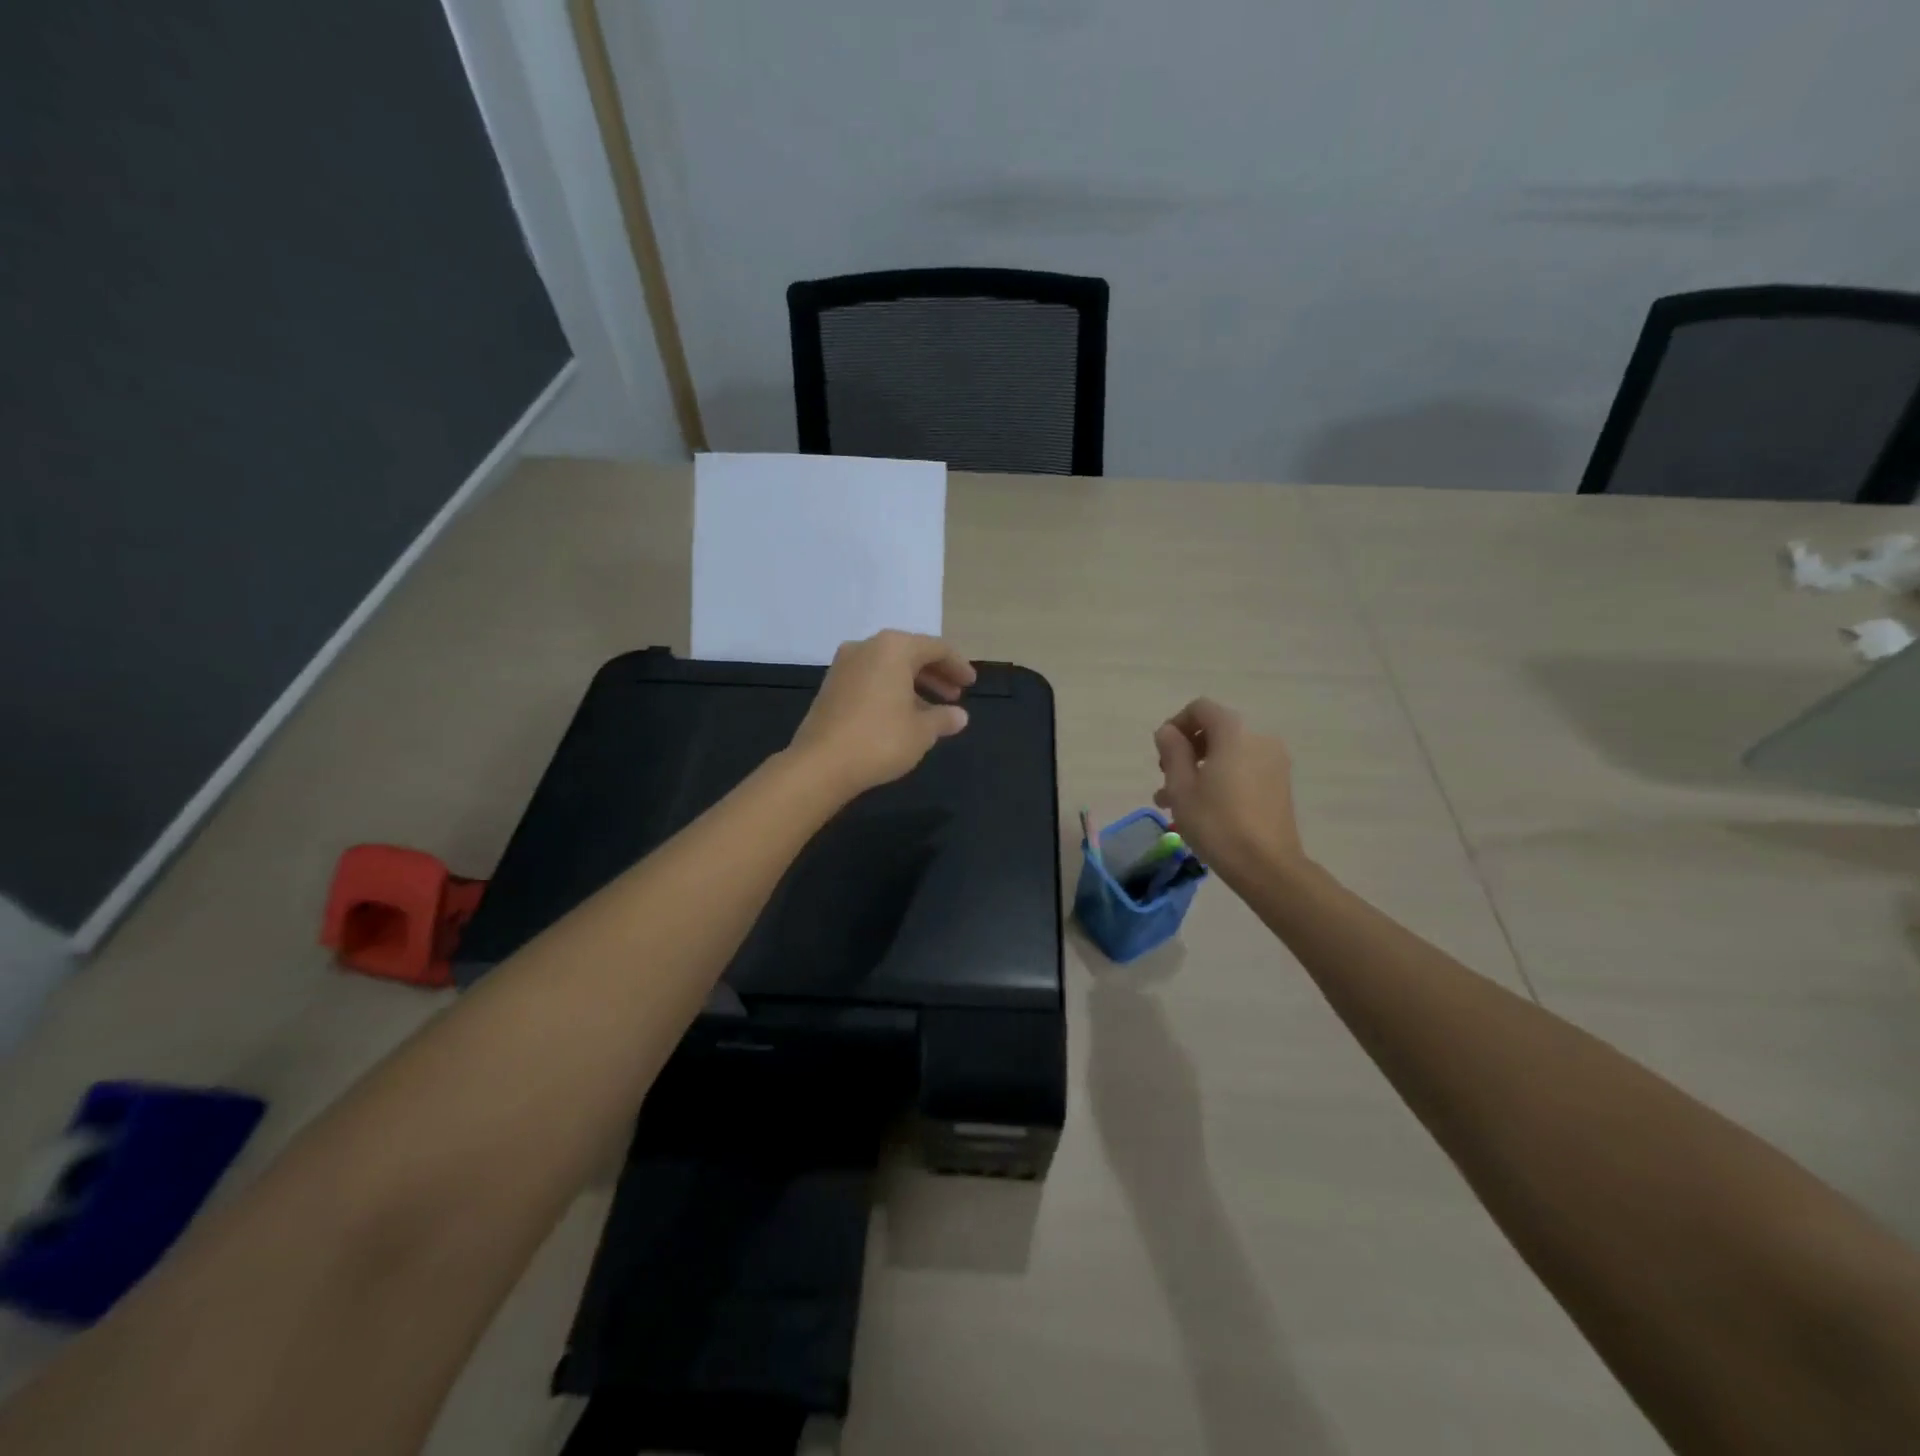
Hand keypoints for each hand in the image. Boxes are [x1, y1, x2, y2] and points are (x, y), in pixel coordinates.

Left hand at [789, 631, 975, 798]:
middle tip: (955, 696)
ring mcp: (844, 665)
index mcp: (894, 648)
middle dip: (936, 674)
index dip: (957, 665)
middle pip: (911, 653)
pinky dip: (892, 690)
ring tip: (933, 711)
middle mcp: (867, 647)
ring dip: (914, 684)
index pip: (935, 648)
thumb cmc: (880, 740)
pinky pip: (871, 679)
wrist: (820, 764)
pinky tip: (902, 715)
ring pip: (889, 667)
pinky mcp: (831, 685)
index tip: (971, 683)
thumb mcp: (921, 732)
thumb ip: (944, 718)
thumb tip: (959, 716)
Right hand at [1152, 698, 1305, 885]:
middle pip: (1215, 730)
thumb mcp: (1181, 787)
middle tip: (1166, 780)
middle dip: (1186, 751)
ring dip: (1200, 769)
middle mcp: (1259, 738)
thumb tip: (1168, 732)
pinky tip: (1203, 808)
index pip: (1200, 708)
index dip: (1176, 724)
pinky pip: (1244, 769)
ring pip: (1228, 754)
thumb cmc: (1216, 822)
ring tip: (1176, 802)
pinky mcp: (1280, 784)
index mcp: (1233, 733)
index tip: (1162, 753)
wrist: (1267, 865)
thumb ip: (1172, 751)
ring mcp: (1274, 762)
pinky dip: (1222, 779)